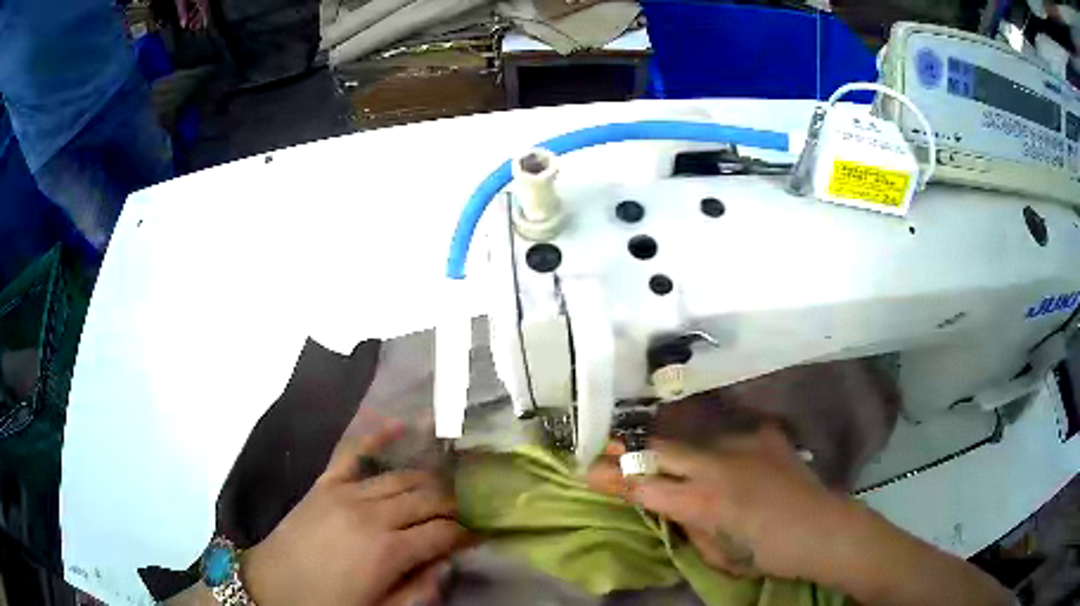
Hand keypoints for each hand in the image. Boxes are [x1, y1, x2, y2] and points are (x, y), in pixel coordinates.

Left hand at [242, 422, 470, 605]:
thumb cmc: (327, 605)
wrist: (271, 587)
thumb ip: (418, 591)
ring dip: (428, 480)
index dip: (467, 533)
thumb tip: (447, 565)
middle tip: (467, 511)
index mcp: (389, 552)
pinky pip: (353, 452)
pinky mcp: (325, 484)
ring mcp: (346, 493)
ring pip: (401, 477)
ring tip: (444, 486)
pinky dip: (377, 437)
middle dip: (454, 504)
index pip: (443, 533)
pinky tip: (399, 424)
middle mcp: (373, 515)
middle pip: (427, 498)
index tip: (480, 535)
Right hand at [587, 424, 845, 580]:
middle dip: (629, 450)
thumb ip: (690, 525)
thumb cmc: (767, 554)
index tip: (587, 471)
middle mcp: (717, 466)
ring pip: (691, 438)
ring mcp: (742, 443)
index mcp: (703, 502)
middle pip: (660, 449)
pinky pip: (728, 437)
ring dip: (671, 448)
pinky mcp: (764, 434)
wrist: (823, 529)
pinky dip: (715, 448)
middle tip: (606, 448)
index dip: (613, 479)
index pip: (644, 487)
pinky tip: (721, 457)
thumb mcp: (718, 554)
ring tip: (659, 452)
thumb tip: (673, 506)